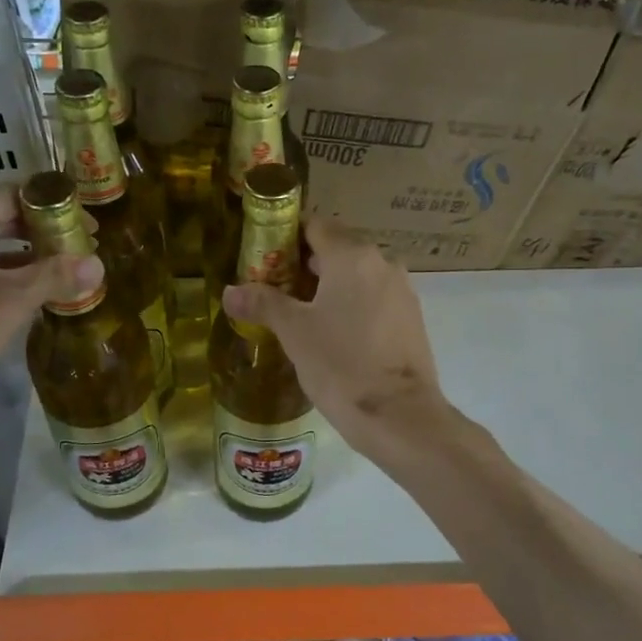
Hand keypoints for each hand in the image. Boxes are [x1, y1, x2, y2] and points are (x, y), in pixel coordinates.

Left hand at [0, 187, 101, 440]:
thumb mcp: (10, 304)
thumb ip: (55, 277)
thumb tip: (99, 264)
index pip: (14, 194)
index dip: (55, 208)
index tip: (86, 229)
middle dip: (39, 231)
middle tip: (75, 252)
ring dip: (19, 252)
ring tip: (54, 273)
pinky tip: (17, 294)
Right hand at [222, 218, 447, 462]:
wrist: (399, 415)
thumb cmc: (340, 364)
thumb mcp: (294, 332)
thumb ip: (262, 304)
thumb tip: (229, 291)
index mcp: (352, 256)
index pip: (316, 225)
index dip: (288, 236)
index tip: (266, 257)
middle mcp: (382, 263)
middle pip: (338, 249)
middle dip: (306, 264)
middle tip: (275, 289)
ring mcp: (402, 291)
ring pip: (358, 275)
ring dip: (331, 286)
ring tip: (301, 314)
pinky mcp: (412, 319)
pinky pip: (375, 298)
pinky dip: (353, 305)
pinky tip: (335, 334)